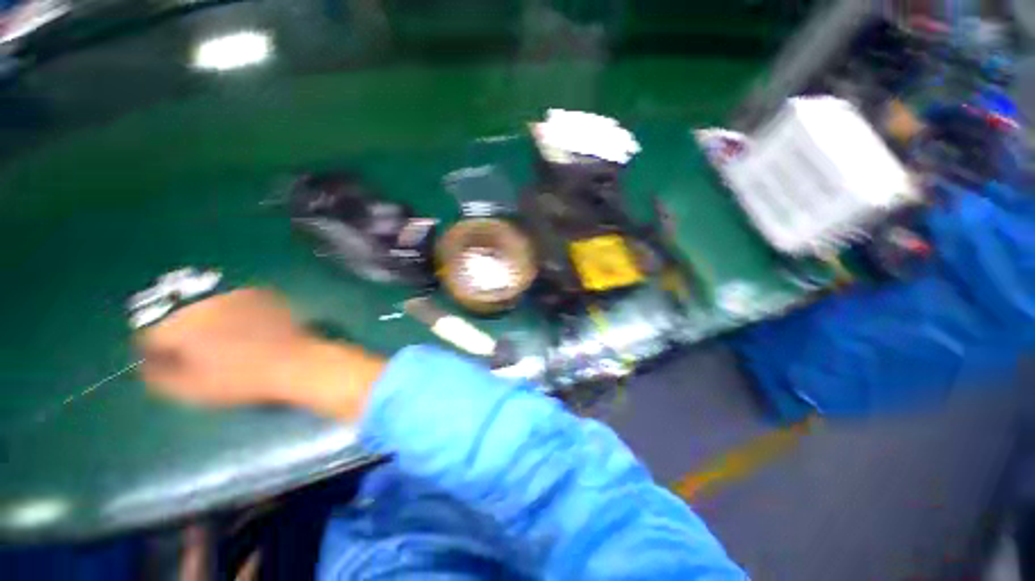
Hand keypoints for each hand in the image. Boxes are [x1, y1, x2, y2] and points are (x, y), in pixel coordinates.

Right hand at [136, 288, 385, 418]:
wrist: (296, 362)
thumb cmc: (242, 380)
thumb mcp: (192, 389)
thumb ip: (158, 376)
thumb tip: (145, 363)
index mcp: (182, 325)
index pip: (151, 335)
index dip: (159, 352)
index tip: (173, 364)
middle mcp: (205, 302)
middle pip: (179, 319)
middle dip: (185, 336)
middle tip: (204, 355)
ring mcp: (235, 294)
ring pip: (207, 309)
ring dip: (209, 323)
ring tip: (230, 344)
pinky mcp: (260, 294)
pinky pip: (235, 303)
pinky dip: (235, 315)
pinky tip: (249, 330)